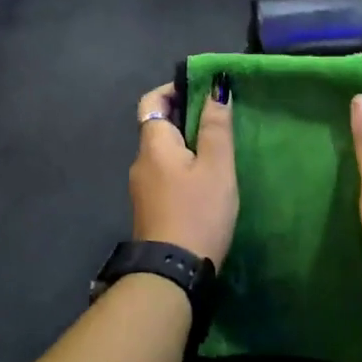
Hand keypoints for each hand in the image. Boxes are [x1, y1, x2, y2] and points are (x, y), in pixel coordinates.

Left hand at [129, 82, 238, 270]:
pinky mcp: (151, 207)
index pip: (152, 100)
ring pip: (164, 152)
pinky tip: (207, 179)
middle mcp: (141, 161)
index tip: (203, 89)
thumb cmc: (198, 212)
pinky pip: (166, 173)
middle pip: (159, 125)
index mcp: (153, 145)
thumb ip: (216, 127)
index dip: (174, 88)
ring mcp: (143, 187)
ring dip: (188, 143)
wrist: (173, 273)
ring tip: (219, 148)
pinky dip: (184, 165)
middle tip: (220, 118)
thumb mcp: (216, 167)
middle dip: (187, 116)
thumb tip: (217, 88)